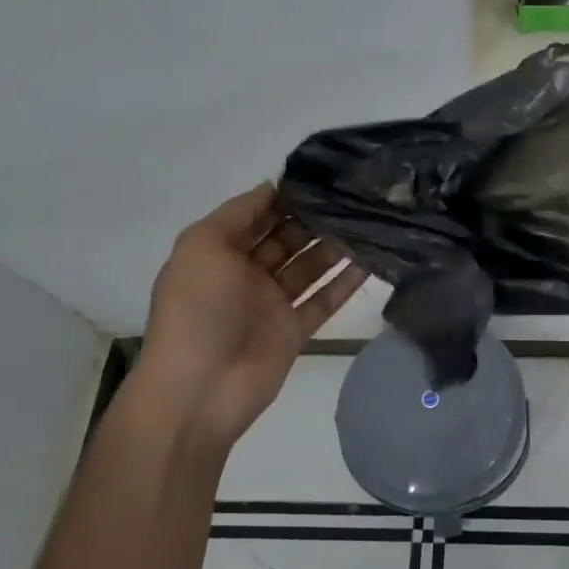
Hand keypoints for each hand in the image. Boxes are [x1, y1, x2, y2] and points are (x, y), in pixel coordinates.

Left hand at [134, 184, 366, 452]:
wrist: (200, 390)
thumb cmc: (198, 310)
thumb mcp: (203, 245)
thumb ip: (239, 212)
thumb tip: (273, 186)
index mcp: (219, 252)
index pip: (257, 215)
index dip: (285, 197)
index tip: (323, 177)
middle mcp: (245, 274)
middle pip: (287, 239)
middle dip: (315, 220)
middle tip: (354, 198)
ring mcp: (271, 304)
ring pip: (309, 267)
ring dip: (334, 247)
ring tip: (368, 224)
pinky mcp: (293, 331)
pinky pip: (323, 301)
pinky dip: (344, 283)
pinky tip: (370, 262)